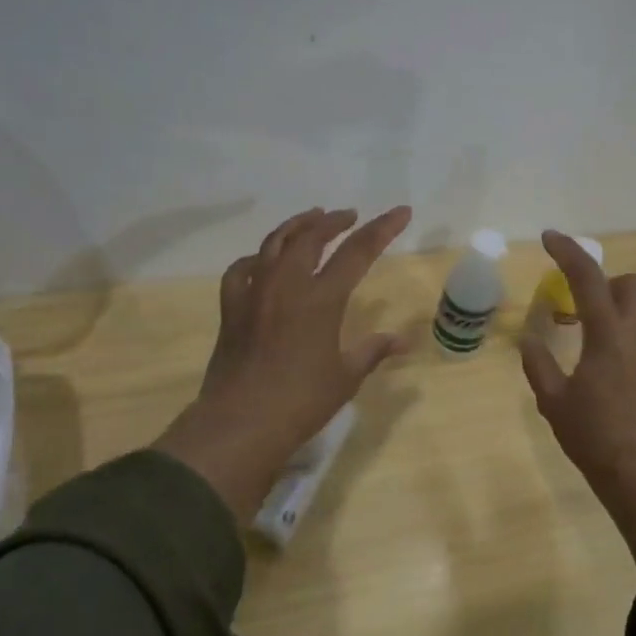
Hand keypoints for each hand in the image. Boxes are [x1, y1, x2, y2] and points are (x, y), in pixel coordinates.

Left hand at [154, 206, 410, 518]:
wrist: (241, 423)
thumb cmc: (301, 401)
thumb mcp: (346, 377)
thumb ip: (373, 351)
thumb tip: (403, 341)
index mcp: (321, 298)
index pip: (358, 251)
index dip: (382, 228)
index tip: (401, 212)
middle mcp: (287, 285)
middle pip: (312, 236)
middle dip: (334, 221)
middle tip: (350, 216)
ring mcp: (255, 293)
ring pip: (274, 243)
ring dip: (297, 226)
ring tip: (311, 219)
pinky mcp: (232, 308)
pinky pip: (242, 270)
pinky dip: (257, 258)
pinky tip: (263, 261)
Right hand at [520, 231, 635, 490]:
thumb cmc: (593, 437)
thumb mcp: (553, 401)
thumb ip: (538, 364)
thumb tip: (529, 339)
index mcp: (608, 335)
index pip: (587, 277)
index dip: (567, 252)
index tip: (550, 238)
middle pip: (633, 285)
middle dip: (608, 285)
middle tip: (584, 311)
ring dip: (620, 323)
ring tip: (598, 361)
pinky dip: (633, 353)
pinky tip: (620, 389)